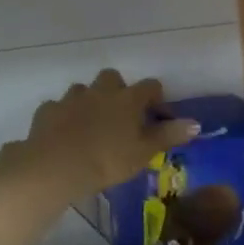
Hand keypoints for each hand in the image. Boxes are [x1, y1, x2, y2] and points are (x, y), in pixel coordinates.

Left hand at [4, 70, 200, 204]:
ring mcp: (71, 99)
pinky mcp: (48, 111)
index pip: (150, 86)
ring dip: (89, 101)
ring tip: (91, 124)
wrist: (56, 167)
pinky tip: (64, 132)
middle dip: (118, 90)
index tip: (158, 115)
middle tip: (120, 115)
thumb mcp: (144, 152)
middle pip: (113, 77)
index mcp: (128, 99)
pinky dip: (63, 116)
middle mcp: (101, 91)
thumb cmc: (107, 160)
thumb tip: (196, 123)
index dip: (156, 98)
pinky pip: (58, 107)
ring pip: (83, 90)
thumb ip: (168, 135)